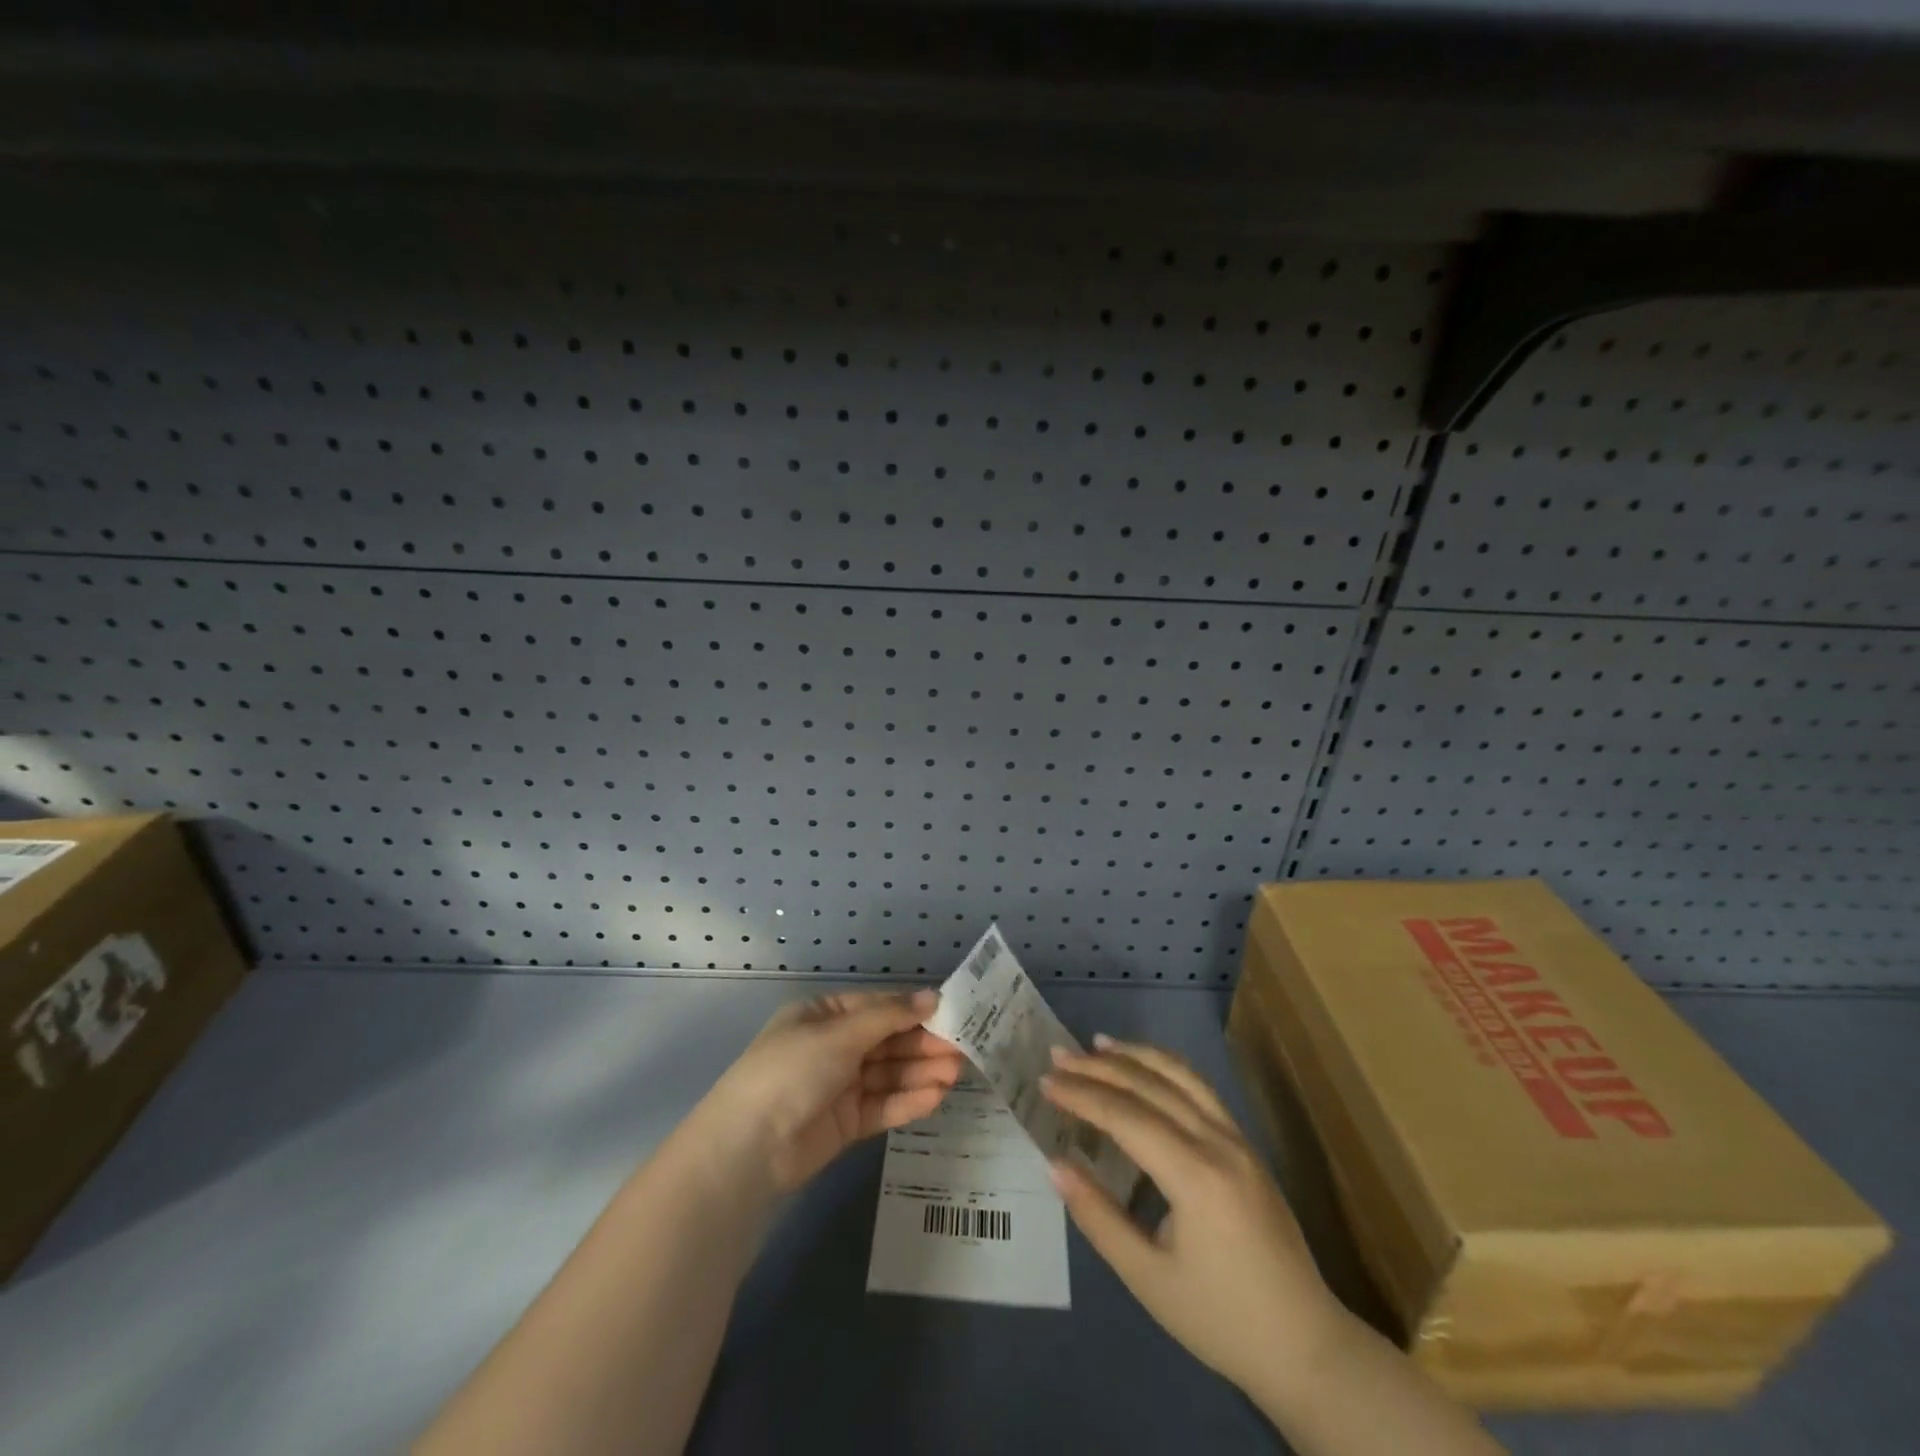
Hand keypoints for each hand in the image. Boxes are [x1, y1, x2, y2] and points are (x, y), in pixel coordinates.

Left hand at [704, 990, 966, 1192]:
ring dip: (921, 1072)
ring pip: (888, 1074)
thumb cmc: (792, 1071)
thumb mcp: (840, 1034)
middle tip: (964, 1047)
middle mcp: (832, 1047)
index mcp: (822, 1016)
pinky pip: (882, 1105)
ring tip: (957, 1072)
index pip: (877, 1007)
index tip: (951, 1013)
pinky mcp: (845, 1123)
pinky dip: (908, 1100)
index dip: (912, 1010)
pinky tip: (936, 1096)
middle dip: (922, 1044)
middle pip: (886, 1041)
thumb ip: (890, 1017)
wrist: (749, 1148)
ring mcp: (838, 1086)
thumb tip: (932, 996)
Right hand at [1041, 1037, 1346, 1397]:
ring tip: (1097, 1044)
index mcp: (1196, 1176)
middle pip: (1151, 1086)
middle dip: (1100, 1067)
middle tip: (1058, 1055)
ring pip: (1181, 1076)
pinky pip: (1201, 1089)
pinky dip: (1166, 1068)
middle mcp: (1218, 1143)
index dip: (1082, 1095)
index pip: (1127, 1116)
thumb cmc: (1220, 1319)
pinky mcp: (1246, 1146)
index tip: (1045, 1081)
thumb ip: (1098, 1216)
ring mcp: (1238, 1139)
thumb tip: (1055, 1164)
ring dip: (1136, 1056)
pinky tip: (1146, 1068)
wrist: (1305, 1347)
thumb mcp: (1148, 1278)